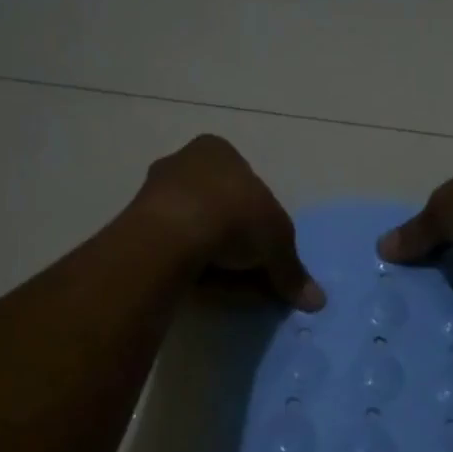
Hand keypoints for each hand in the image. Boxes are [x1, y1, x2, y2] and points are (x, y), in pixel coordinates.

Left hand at [132, 135, 325, 310]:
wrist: (168, 238)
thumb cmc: (233, 217)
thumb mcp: (278, 244)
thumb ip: (293, 271)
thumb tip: (317, 301)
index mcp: (218, 150)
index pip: (249, 186)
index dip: (264, 223)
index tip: (269, 254)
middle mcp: (182, 163)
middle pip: (222, 209)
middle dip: (239, 244)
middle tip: (254, 276)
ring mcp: (154, 194)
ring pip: (198, 231)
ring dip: (216, 259)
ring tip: (230, 288)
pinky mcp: (136, 228)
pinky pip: (175, 250)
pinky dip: (192, 268)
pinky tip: (204, 287)